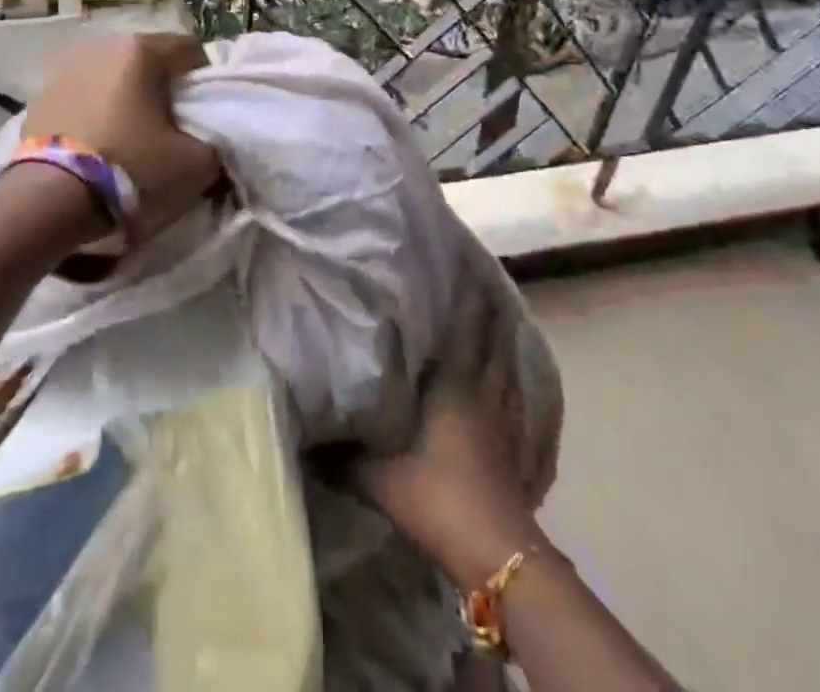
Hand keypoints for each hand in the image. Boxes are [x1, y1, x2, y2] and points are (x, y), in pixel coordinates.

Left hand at [19, 32, 221, 242]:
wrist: (48, 201)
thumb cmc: (131, 168)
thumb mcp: (196, 164)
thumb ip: (217, 145)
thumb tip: (211, 143)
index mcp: (141, 50)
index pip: (191, 51)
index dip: (206, 83)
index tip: (207, 117)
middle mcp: (101, 46)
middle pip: (149, 62)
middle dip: (164, 90)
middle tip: (173, 129)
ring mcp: (65, 70)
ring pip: (113, 80)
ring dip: (127, 101)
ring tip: (132, 140)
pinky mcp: (39, 98)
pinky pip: (83, 100)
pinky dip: (96, 115)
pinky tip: (98, 148)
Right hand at [352, 287, 539, 589]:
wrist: (490, 550)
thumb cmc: (432, 493)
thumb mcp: (374, 476)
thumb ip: (338, 456)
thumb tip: (302, 440)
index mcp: (452, 385)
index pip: (464, 330)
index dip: (467, 298)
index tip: (466, 268)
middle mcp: (481, 393)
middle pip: (492, 343)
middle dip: (489, 313)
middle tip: (485, 284)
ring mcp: (503, 422)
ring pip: (506, 370)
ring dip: (504, 345)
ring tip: (502, 320)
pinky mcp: (514, 449)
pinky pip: (516, 403)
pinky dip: (515, 385)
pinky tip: (512, 384)